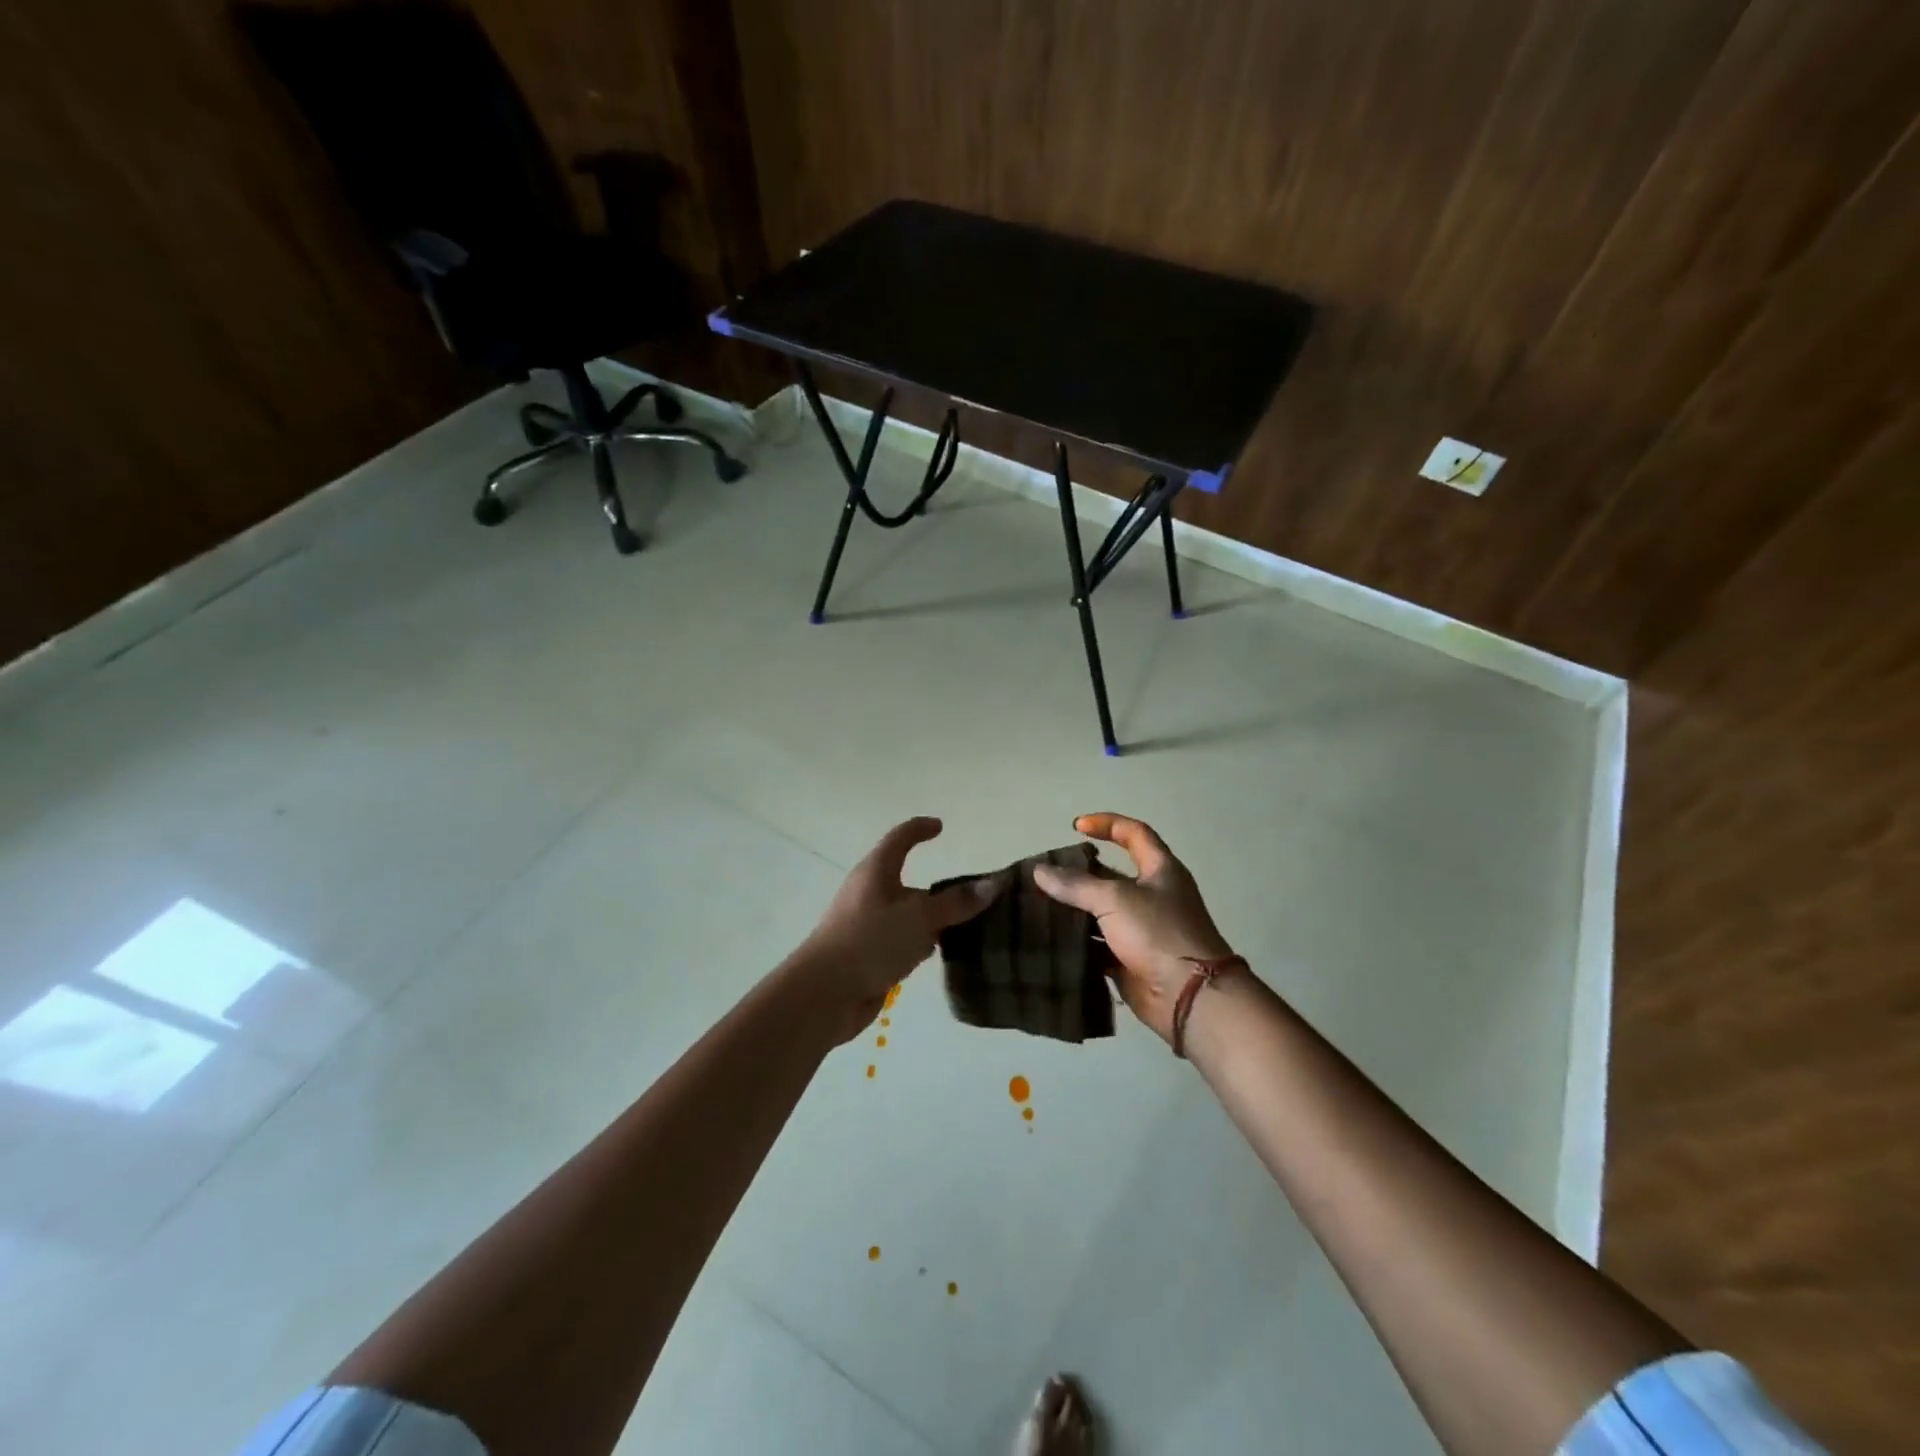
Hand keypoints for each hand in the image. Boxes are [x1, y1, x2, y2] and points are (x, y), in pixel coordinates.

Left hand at [792, 817, 992, 1042]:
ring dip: (932, 919)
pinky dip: (921, 943)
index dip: (920, 829)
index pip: (900, 838)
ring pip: (907, 915)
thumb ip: (956, 903)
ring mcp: (866, 925)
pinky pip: (901, 941)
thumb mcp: (920, 917)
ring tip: (969, 927)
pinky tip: (941, 956)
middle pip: (907, 881)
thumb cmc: (871, 941)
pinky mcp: (867, 954)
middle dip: (938, 888)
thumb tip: (993, 884)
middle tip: (972, 895)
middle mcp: (870, 893)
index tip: (940, 827)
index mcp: (876, 871)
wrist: (824, 994)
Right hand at [1032, 813, 1237, 1045]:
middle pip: (1112, 875)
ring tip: (1039, 904)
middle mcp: (1153, 895)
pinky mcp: (1131, 959)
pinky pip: (1099, 944)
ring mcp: (1142, 929)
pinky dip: (1078, 942)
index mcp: (1160, 870)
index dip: (1107, 824)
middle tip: (1046, 873)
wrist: (1189, 996)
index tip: (1076, 827)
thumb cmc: (1158, 933)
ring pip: (1102, 912)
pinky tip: (1051, 938)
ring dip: (1075, 909)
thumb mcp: (1115, 899)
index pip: (1134, 833)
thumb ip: (1075, 884)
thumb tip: (1039, 871)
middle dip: (1080, 872)